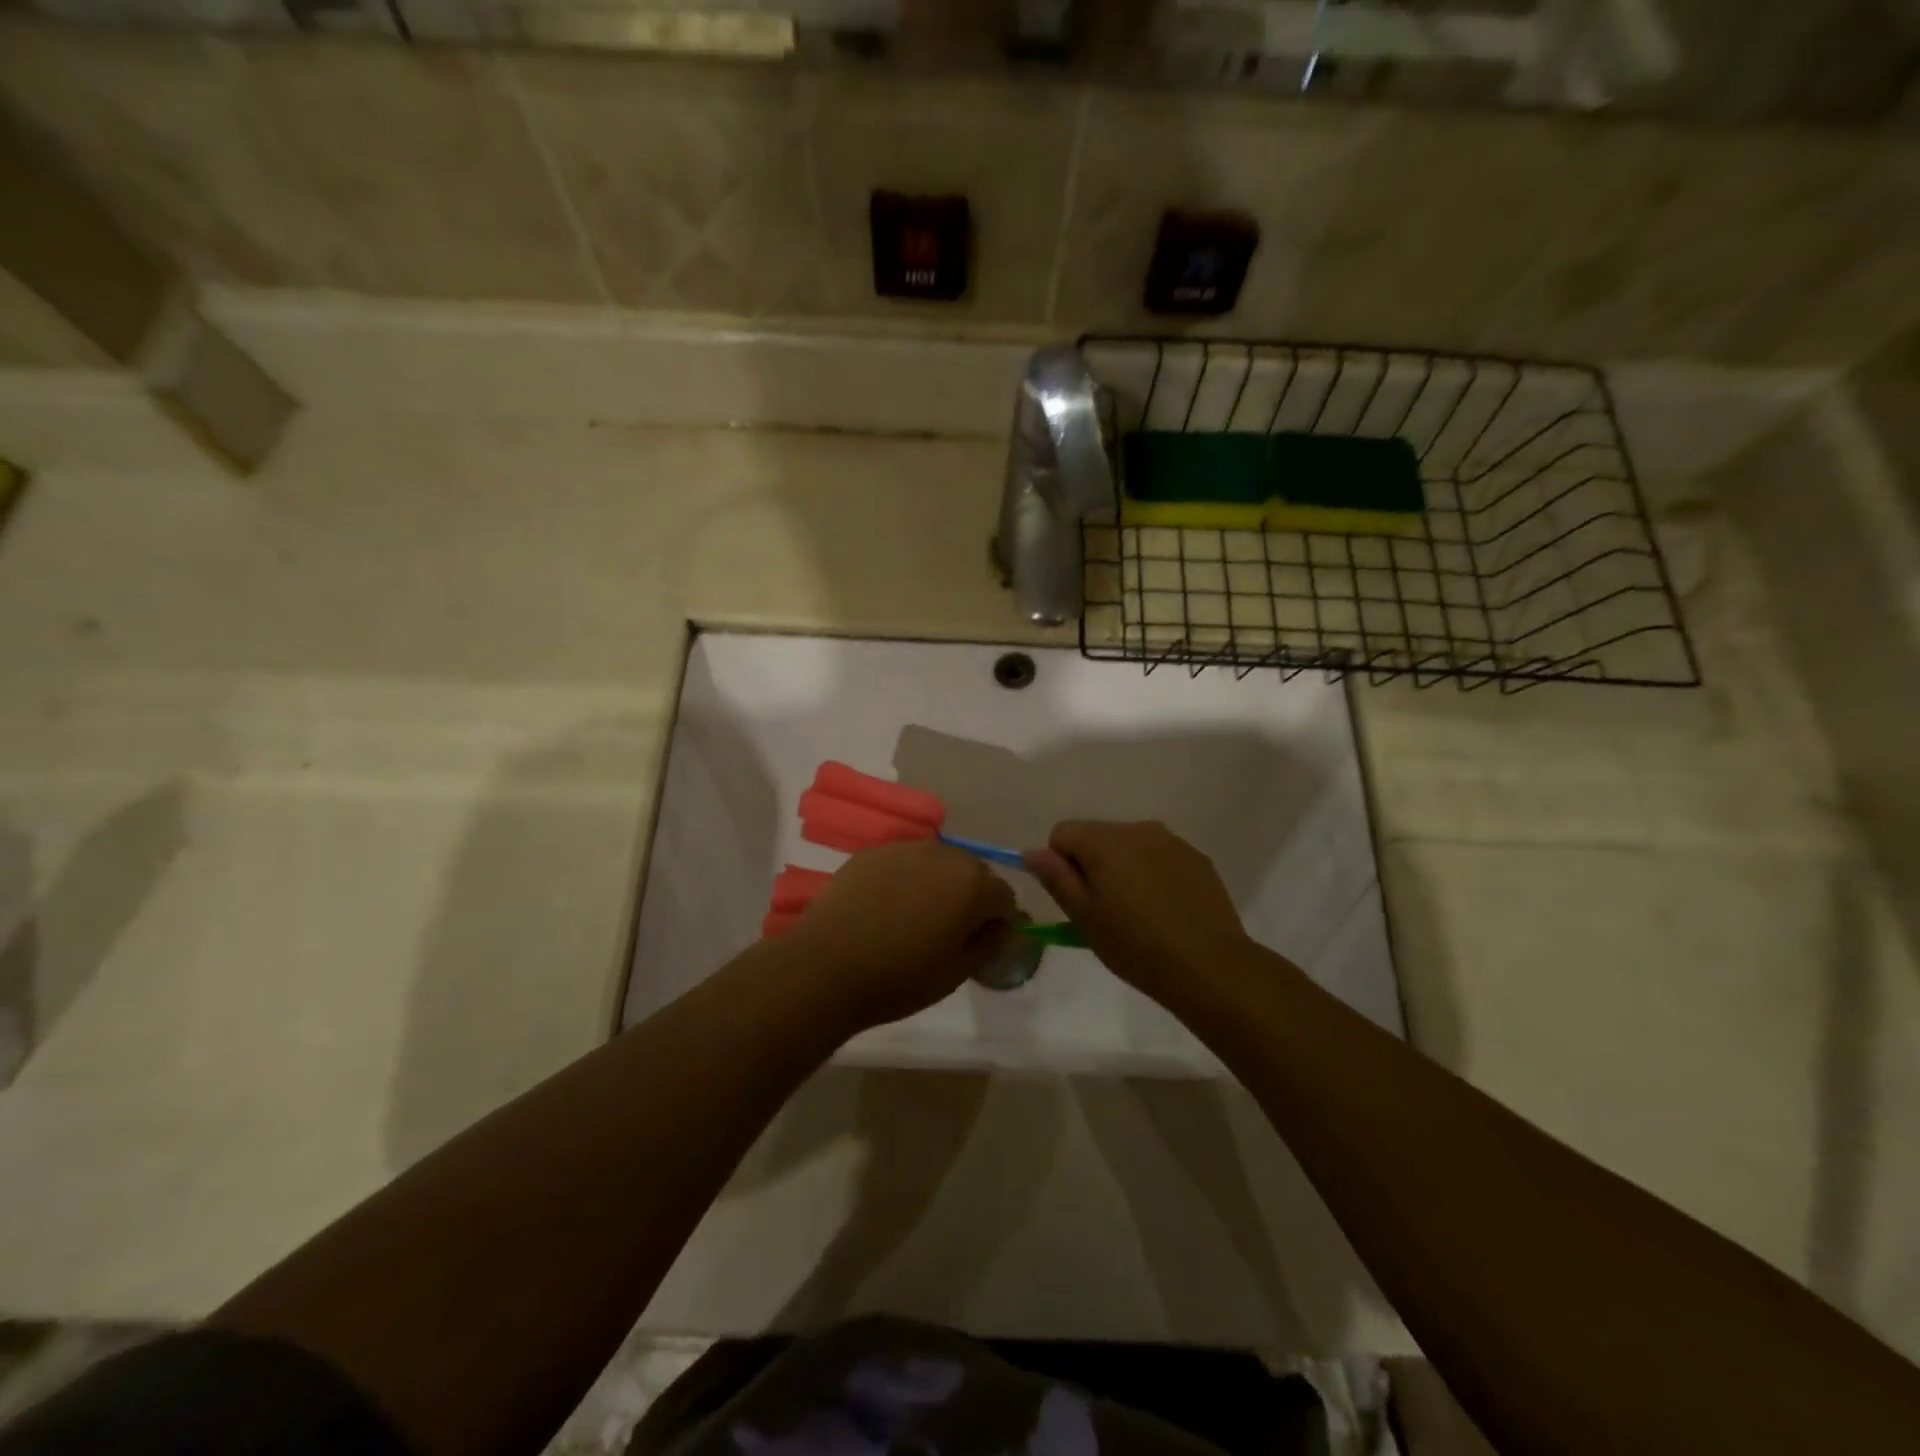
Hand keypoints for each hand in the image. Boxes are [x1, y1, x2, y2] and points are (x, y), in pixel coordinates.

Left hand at [781, 841, 1016, 1030]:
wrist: (827, 966)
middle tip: (948, 933)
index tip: (982, 945)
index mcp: (973, 883)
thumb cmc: (901, 976)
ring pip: (936, 864)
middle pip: (972, 873)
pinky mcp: (872, 852)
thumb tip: (999, 927)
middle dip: (970, 898)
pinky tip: (885, 909)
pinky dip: (905, 880)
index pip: (1004, 897)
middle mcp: (944, 854)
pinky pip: (903, 864)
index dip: (998, 923)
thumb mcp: (957, 972)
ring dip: (937, 885)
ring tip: (914, 919)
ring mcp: (905, 848)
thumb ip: (990, 943)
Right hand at [1026, 821, 1250, 1003]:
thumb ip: (1056, 878)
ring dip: (1124, 869)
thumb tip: (1032, 852)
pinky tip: (1165, 911)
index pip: (1063, 833)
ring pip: (1130, 847)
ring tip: (1138, 914)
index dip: (1060, 865)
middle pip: (1097, 836)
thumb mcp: (1084, 917)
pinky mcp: (1197, 858)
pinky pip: (1160, 857)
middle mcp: (1138, 829)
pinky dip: (1153, 875)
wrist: (1209, 966)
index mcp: (1105, 841)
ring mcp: (1172, 842)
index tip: (1076, 900)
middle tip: (1105, 912)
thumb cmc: (1135, 945)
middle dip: (1093, 865)